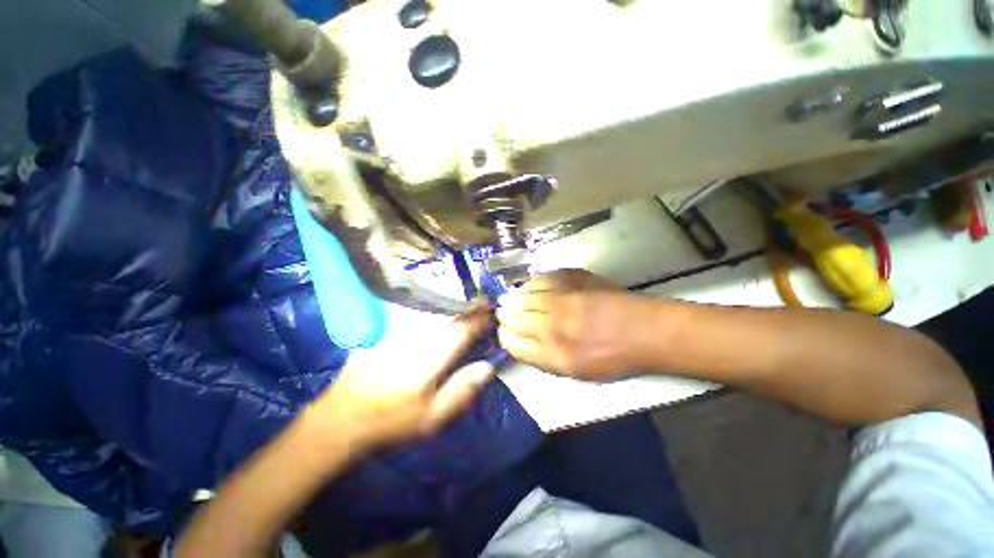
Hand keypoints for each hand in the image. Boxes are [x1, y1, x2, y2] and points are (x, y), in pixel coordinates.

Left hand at [306, 311, 494, 450]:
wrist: (341, 419)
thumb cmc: (391, 422)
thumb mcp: (432, 418)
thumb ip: (462, 390)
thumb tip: (488, 367)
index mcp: (430, 357)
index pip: (461, 330)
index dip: (479, 320)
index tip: (490, 314)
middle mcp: (414, 337)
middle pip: (446, 312)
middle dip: (466, 305)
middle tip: (480, 302)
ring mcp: (396, 330)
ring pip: (429, 308)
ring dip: (449, 302)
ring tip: (463, 299)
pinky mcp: (383, 330)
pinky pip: (411, 312)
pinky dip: (428, 306)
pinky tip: (434, 305)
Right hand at [496, 270, 652, 379]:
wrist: (646, 330)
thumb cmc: (615, 357)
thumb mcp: (578, 372)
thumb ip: (546, 358)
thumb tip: (523, 342)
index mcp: (555, 356)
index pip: (514, 345)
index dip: (504, 337)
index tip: (504, 332)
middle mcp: (553, 327)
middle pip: (515, 318)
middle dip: (504, 315)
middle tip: (502, 312)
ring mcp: (563, 300)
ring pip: (524, 296)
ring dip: (514, 298)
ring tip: (510, 298)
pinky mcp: (572, 280)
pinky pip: (541, 279)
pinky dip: (531, 282)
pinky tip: (530, 285)